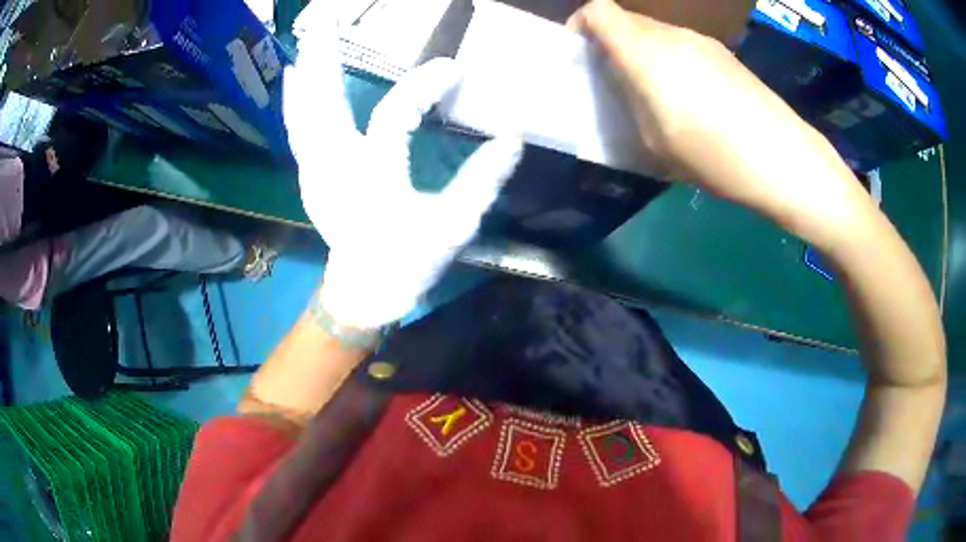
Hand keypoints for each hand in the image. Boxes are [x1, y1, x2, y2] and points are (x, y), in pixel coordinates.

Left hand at [284, 4, 522, 328]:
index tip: (454, 68)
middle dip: (323, 56)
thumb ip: (482, 181)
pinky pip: (298, 131)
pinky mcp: (310, 176)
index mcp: (375, 177)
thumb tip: (513, 138)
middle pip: (324, 103)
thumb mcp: (454, 226)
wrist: (364, 292)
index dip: (423, 86)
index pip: (395, 116)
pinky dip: (295, 101)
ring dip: (306, 72)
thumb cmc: (408, 262)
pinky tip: (294, 77)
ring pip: (304, 113)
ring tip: (308, 37)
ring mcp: (315, 171)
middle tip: (323, 17)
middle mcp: (336, 167)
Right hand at [569, 0, 875, 250]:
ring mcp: (703, 42)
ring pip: (657, 34)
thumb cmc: (716, 157)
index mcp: (646, 51)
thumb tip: (625, 81)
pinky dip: (673, 62)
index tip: (583, 55)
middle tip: (618, 84)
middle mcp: (672, 34)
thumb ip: (630, 100)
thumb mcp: (655, 141)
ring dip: (645, 55)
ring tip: (657, 97)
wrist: (785, 160)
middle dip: (613, 45)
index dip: (582, 25)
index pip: (599, 10)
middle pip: (628, 21)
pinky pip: (684, 47)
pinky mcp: (725, 55)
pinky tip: (692, 99)